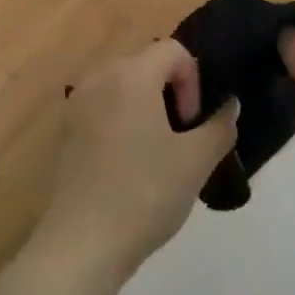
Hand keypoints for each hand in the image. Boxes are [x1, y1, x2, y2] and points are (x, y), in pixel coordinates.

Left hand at [45, 41, 237, 278]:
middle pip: (146, 65)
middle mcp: (99, 78)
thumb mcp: (196, 161)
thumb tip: (230, 106)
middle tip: (181, 138)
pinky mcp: (65, 132)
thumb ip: (220, 126)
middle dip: (171, 94)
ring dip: (147, 109)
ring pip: (124, 88)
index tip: (192, 123)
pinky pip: (103, 110)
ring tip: (157, 153)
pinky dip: (122, 123)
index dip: (193, 81)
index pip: (173, 51)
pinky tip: (130, 166)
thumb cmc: (144, 193)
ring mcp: (76, 104)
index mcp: (130, 75)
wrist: (82, 243)